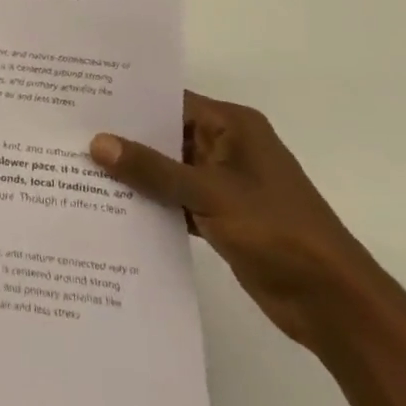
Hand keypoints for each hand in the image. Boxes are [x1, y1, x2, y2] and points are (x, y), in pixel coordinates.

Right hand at [91, 92, 379, 349]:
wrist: (334, 304)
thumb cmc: (277, 231)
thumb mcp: (209, 193)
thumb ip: (152, 169)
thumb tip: (97, 142)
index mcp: (232, 126)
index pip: (170, 101)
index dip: (128, 101)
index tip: (82, 100)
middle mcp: (226, 147)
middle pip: (166, 135)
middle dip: (124, 139)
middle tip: (70, 134)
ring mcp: (224, 183)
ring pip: (168, 170)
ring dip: (135, 174)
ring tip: (79, 168)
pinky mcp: (221, 217)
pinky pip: (175, 200)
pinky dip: (151, 204)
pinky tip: (111, 207)